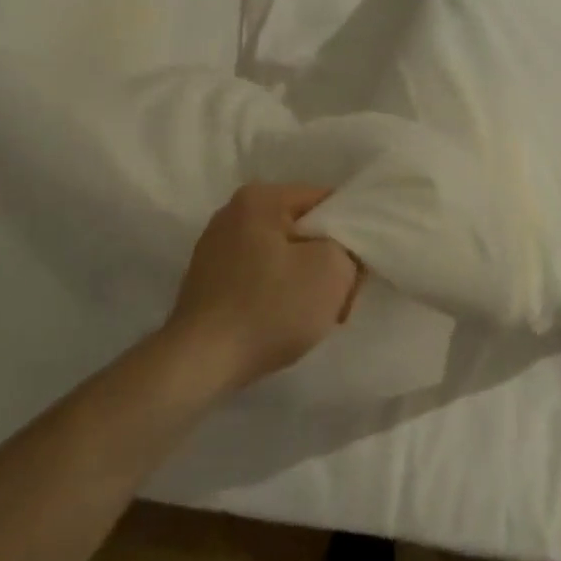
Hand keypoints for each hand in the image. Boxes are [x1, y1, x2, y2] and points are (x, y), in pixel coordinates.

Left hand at [165, 183, 362, 389]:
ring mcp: (216, 247)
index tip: (358, 271)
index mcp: (260, 198)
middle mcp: (232, 213)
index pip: (327, 202)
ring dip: (306, 282)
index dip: (352, 234)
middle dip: (328, 262)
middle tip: (340, 300)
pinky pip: (260, 276)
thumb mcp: (332, 270)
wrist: (202, 362)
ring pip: (284, 256)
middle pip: (305, 230)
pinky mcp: (209, 280)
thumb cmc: (271, 308)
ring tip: (314, 315)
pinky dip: (278, 294)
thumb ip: (349, 247)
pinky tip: (283, 320)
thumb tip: (342, 249)